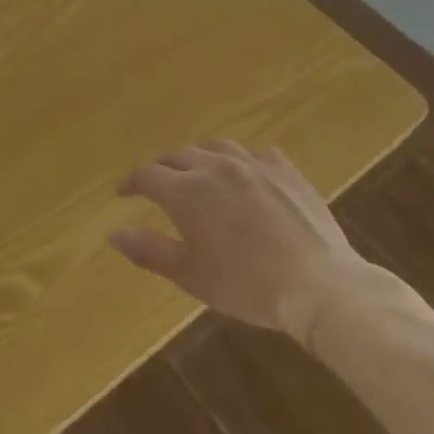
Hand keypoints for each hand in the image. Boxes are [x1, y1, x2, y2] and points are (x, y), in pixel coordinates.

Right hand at [108, 141, 369, 338]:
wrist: (320, 286)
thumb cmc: (246, 285)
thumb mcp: (190, 274)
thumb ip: (149, 250)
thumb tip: (113, 234)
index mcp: (186, 191)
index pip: (147, 175)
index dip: (131, 182)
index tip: (124, 192)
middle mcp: (214, 167)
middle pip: (179, 155)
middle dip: (163, 167)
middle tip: (159, 184)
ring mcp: (253, 165)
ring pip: (217, 147)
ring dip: (201, 157)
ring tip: (200, 171)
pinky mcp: (286, 171)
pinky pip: (258, 155)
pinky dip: (244, 162)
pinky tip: (248, 175)